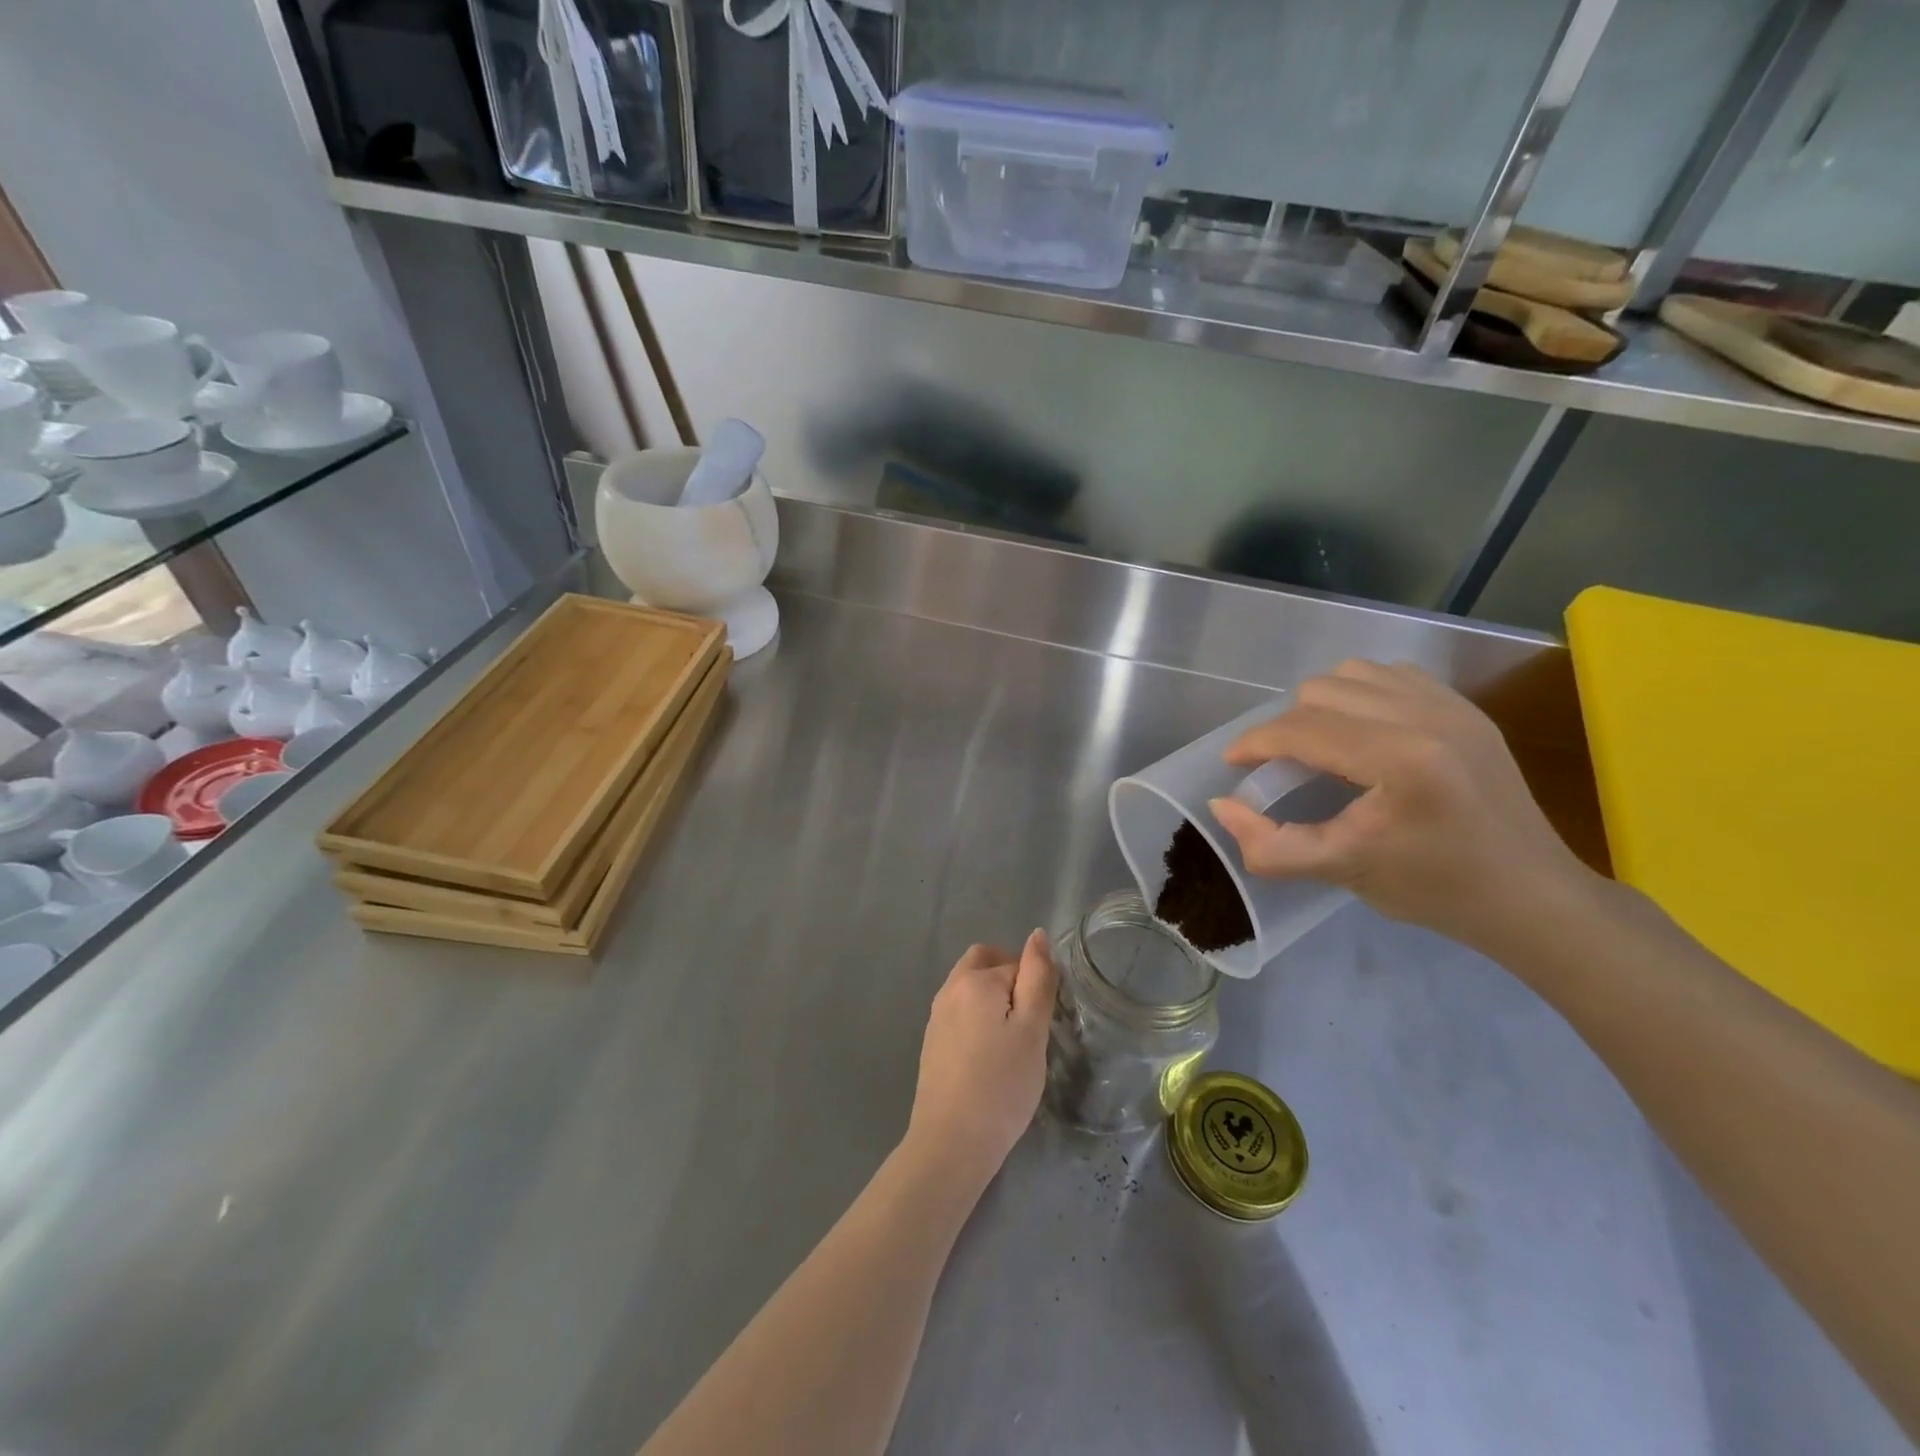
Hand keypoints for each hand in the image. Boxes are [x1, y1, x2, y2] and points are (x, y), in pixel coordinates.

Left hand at [905, 931, 1056, 1194]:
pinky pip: (960, 1014)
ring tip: (1012, 1043)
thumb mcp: (1031, 1029)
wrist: (951, 1142)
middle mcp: (949, 989)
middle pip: (983, 963)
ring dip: (993, 1001)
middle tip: (1029, 1022)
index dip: (1035, 987)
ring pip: (970, 989)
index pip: (1015, 964)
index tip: (1044, 1023)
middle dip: (1009, 979)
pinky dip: (978, 1021)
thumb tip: (1037, 935)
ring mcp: (936, 1016)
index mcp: (974, 980)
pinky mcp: (932, 1042)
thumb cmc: (1001, 1084)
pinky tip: (989, 1058)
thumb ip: (1037, 978)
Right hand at [1207, 660, 1595, 952]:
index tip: (1234, 764)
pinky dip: (1362, 695)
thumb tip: (1222, 806)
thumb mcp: (1343, 871)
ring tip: (1320, 744)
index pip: (1303, 729)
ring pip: (1355, 673)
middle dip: (1287, 725)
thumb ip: (1271, 845)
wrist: (1531, 896)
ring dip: (1323, 704)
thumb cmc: (1435, 889)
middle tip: (1282, 766)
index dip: (1255, 743)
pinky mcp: (1467, 709)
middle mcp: (1426, 716)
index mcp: (1399, 758)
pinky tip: (1362, 732)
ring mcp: (1451, 706)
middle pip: (1322, 691)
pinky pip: (1393, 675)